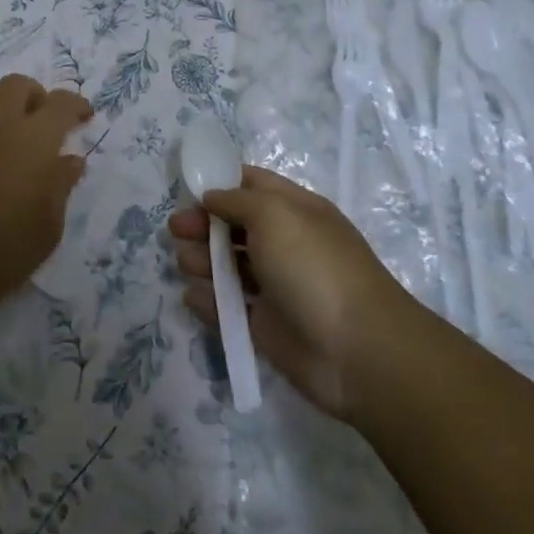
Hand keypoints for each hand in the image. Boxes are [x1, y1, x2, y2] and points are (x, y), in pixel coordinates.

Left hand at [0, 75, 91, 322]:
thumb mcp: (50, 224)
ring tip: (4, 125)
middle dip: (34, 96)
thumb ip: (60, 184)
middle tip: (42, 121)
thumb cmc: (7, 248)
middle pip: (17, 85)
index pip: (61, 103)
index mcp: (34, 138)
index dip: (76, 105)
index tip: (84, 116)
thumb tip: (70, 160)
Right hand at [169, 165, 408, 422]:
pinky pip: (228, 307)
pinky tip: (196, 297)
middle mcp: (284, 243)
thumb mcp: (274, 214)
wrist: (356, 350)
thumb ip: (236, 200)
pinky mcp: (265, 324)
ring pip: (228, 265)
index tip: (186, 189)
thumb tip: (212, 197)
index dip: (220, 182)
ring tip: (187, 265)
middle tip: (177, 231)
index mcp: (294, 211)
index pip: (252, 185)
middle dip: (203, 224)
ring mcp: (275, 286)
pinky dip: (209, 302)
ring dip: (201, 260)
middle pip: (233, 225)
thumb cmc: (313, 267)